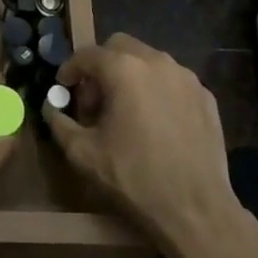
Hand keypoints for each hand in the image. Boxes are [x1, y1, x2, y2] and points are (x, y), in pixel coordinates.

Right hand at [44, 34, 243, 253]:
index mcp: (124, 69)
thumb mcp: (83, 153)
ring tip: (125, 111)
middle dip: (102, 67)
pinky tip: (155, 123)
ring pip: (149, 61)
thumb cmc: (134, 177)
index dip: (70, 69)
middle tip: (95, 99)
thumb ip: (59, 123)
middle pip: (120, 47)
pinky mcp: (206, 96)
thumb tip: (51, 108)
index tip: (63, 88)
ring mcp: (186, 77)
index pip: (87, 54)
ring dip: (130, 76)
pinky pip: (173, 81)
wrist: (195, 210)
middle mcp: (156, 62)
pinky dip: (157, 90)